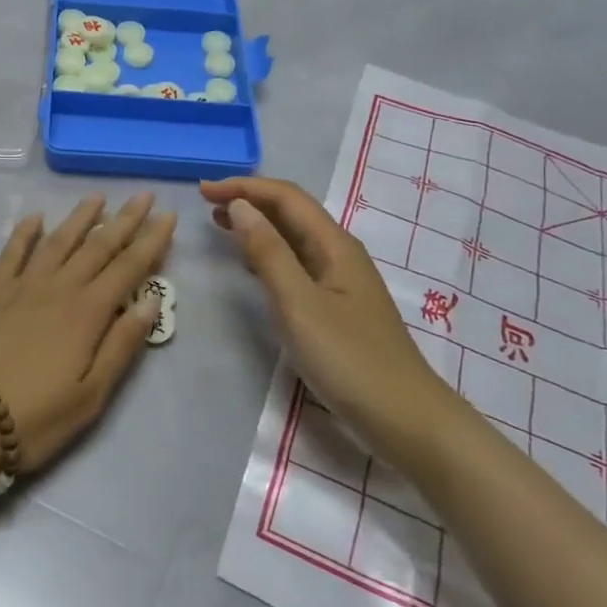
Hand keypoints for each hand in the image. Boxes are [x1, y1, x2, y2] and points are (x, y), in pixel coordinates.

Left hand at [0, 194, 175, 474]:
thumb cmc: (35, 415)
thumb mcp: (92, 394)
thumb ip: (122, 344)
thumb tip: (152, 300)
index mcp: (88, 312)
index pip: (128, 267)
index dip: (151, 241)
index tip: (168, 215)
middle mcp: (59, 288)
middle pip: (98, 246)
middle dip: (124, 220)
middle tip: (144, 195)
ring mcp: (23, 285)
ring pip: (58, 241)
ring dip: (80, 217)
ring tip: (97, 197)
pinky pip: (12, 252)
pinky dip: (24, 232)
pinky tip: (34, 217)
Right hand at [201, 177, 452, 453]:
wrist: (403, 418)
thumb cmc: (348, 359)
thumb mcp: (299, 304)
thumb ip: (268, 253)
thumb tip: (239, 206)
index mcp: (334, 245)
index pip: (286, 197)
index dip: (244, 187)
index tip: (203, 191)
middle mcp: (339, 253)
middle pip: (291, 212)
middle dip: (249, 200)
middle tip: (206, 204)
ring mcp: (340, 281)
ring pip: (293, 238)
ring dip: (257, 225)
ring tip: (220, 226)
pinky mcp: (336, 306)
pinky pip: (297, 264)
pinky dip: (268, 254)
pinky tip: (251, 266)